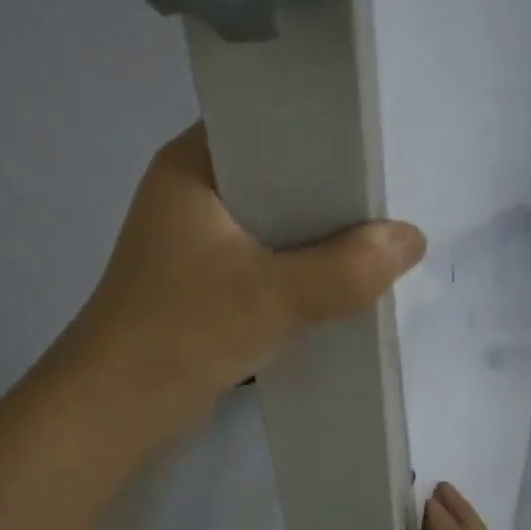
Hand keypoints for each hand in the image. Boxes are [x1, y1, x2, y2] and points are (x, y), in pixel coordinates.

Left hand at [62, 122, 425, 434]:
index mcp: (192, 165)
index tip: (377, 146)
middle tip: (391, 195)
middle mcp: (192, 193)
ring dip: (318, 237)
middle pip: (278, 176)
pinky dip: (299, 270)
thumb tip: (412, 239)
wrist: (118, 408)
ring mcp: (197, 241)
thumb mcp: (272, 296)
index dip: (323, 132)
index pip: (266, 122)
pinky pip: (266, 261)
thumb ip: (346, 268)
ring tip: (380, 235)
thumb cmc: (183, 331)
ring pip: (274, 224)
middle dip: (331, 193)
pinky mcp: (206, 282)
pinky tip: (342, 280)